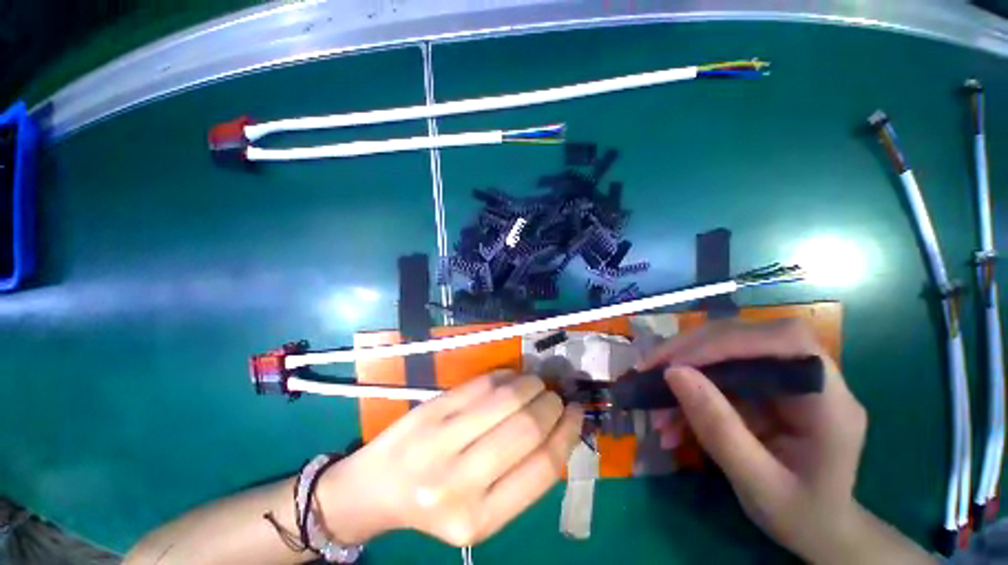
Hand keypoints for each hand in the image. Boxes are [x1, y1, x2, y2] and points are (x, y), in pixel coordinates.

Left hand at [316, 371, 583, 546]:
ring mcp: (440, 441)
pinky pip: (480, 384)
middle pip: (526, 428)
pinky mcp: (430, 411)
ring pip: (505, 399)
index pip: (542, 468)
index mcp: (481, 520)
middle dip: (551, 404)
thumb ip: (520, 474)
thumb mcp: (482, 509)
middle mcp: (461, 483)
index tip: (577, 413)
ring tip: (538, 383)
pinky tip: (512, 377)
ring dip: (531, 384)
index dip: (567, 433)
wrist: (376, 489)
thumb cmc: (436, 503)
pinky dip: (504, 376)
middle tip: (556, 395)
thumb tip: (557, 427)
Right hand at [638, 319, 870, 561]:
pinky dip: (687, 388)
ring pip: (724, 349)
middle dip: (691, 350)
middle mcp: (810, 377)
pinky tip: (669, 416)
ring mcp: (784, 377)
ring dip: (682, 368)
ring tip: (651, 398)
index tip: (677, 363)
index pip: (785, 342)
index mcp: (831, 402)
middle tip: (648, 369)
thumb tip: (673, 373)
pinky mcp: (763, 384)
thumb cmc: (800, 515)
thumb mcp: (758, 484)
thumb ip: (719, 429)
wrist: (817, 527)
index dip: (728, 342)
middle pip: (746, 337)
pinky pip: (716, 371)